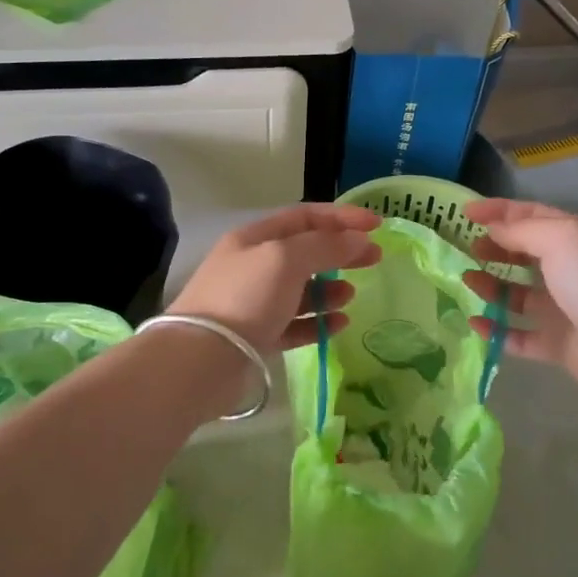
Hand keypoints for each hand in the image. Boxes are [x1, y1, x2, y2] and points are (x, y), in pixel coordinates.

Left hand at [169, 203, 382, 354]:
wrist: (201, 359)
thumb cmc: (245, 297)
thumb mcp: (286, 259)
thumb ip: (326, 246)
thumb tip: (360, 240)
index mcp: (254, 238)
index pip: (304, 217)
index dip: (341, 217)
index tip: (376, 226)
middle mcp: (253, 266)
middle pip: (305, 251)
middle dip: (340, 252)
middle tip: (375, 258)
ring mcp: (254, 303)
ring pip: (300, 290)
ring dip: (329, 289)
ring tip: (351, 295)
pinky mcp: (258, 337)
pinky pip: (295, 324)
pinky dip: (318, 322)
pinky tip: (339, 323)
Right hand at [461, 198, 577, 397]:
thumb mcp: (561, 237)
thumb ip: (521, 230)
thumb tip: (493, 229)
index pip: (535, 215)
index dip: (500, 210)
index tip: (465, 212)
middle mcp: (574, 271)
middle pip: (526, 254)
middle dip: (495, 248)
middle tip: (466, 248)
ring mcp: (566, 310)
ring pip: (519, 294)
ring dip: (491, 285)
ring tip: (466, 280)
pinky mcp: (559, 345)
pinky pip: (520, 336)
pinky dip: (497, 329)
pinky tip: (475, 322)